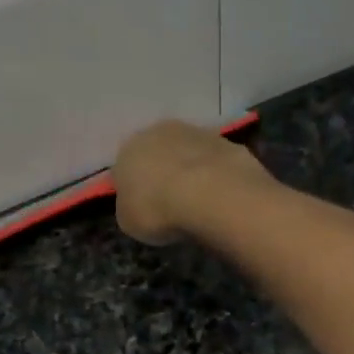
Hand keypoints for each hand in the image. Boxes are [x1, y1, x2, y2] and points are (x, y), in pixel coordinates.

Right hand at [113, 119, 268, 245]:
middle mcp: (159, 132)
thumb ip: (130, 207)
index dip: (136, 188)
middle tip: (173, 202)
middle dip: (164, 173)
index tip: (146, 207)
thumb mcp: (129, 221)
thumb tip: (137, 203)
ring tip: (200, 201)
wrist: (208, 194)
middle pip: (159, 153)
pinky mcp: (227, 142)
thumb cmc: (158, 210)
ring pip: (189, 153)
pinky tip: (222, 196)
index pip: (125, 168)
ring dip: (192, 171)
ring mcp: (196, 133)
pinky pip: (215, 162)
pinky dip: (217, 176)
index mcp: (128, 150)